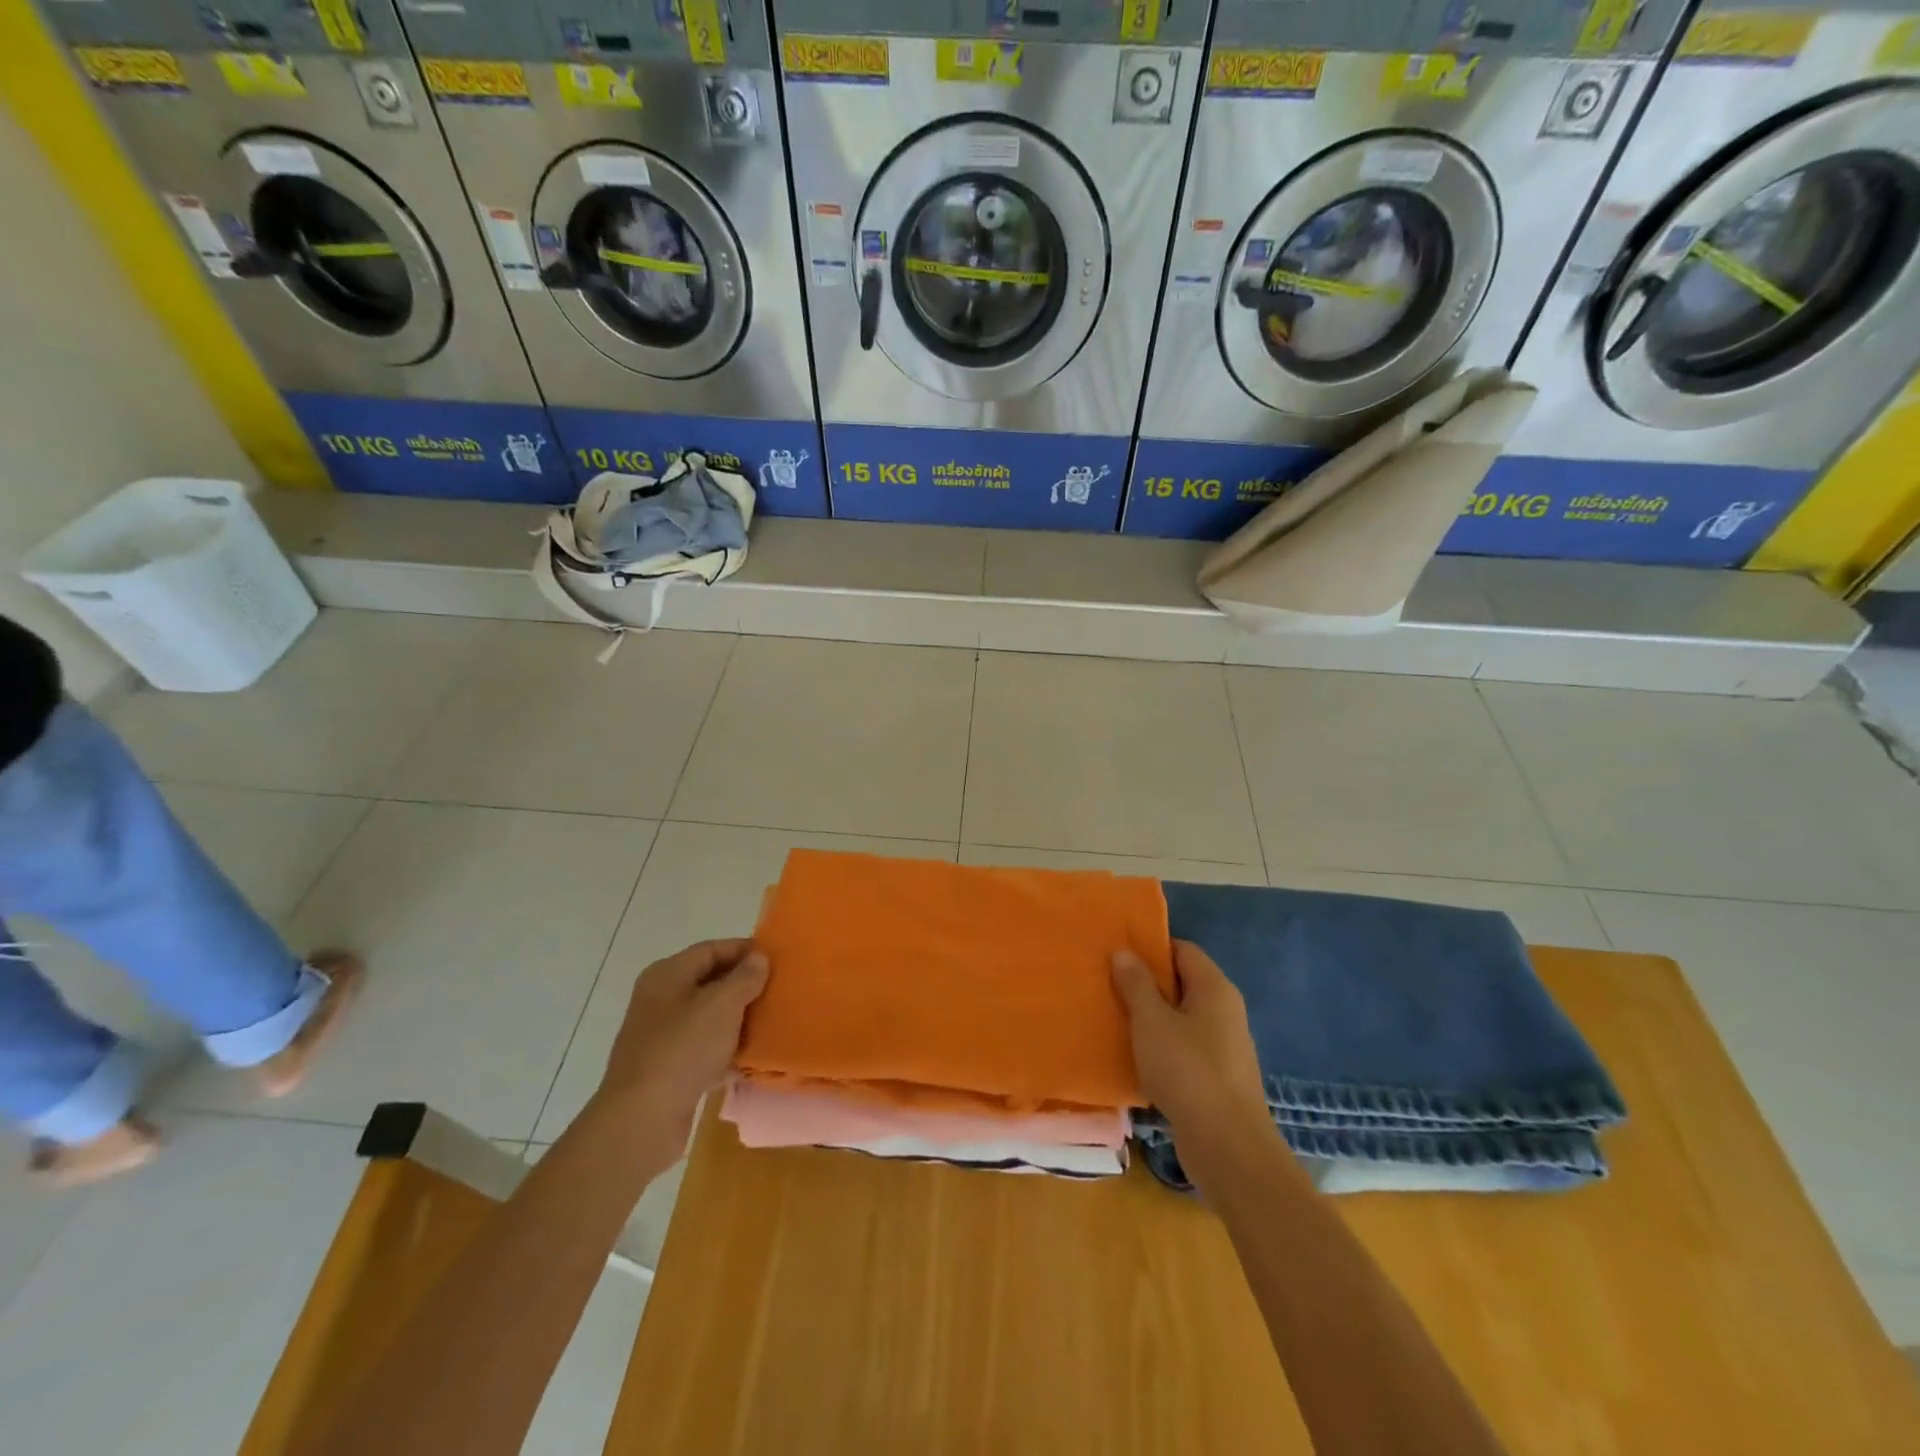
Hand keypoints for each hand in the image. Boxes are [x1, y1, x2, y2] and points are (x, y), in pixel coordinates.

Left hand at [594, 939, 768, 1161]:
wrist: (642, 1120)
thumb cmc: (683, 1049)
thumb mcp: (722, 1005)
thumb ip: (744, 978)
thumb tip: (758, 957)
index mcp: (667, 975)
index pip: (710, 949)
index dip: (743, 950)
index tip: (776, 958)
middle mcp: (661, 1000)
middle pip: (709, 982)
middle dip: (744, 985)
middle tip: (778, 989)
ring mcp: (662, 1037)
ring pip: (708, 1017)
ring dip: (738, 1019)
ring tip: (772, 1021)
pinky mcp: (669, 1070)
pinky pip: (705, 1050)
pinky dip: (727, 1050)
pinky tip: (753, 1058)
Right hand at [1112, 940, 1268, 1136]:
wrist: (1228, 1146)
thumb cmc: (1187, 1071)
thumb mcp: (1151, 1021)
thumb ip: (1136, 985)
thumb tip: (1124, 952)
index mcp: (1215, 988)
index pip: (1183, 950)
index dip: (1151, 948)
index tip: (1118, 953)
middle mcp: (1225, 1010)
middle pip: (1183, 983)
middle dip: (1147, 983)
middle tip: (1109, 983)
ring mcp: (1225, 1046)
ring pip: (1182, 1018)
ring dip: (1152, 1017)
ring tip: (1116, 1018)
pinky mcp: (1218, 1077)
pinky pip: (1185, 1047)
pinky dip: (1162, 1046)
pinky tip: (1136, 1056)